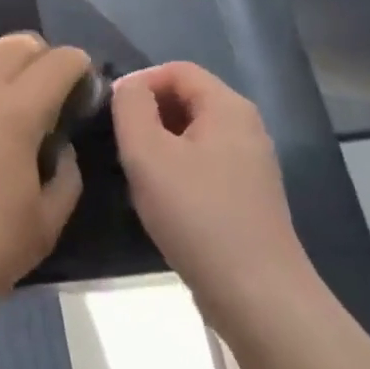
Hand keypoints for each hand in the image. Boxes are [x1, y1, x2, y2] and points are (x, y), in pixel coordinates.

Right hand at [112, 62, 311, 329]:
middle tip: (120, 142)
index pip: (177, 69)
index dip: (140, 82)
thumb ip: (131, 107)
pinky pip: (206, 164)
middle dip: (149, 113)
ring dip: (161, 144)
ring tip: (135, 172)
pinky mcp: (250, 198)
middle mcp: (246, 127)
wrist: (258, 298)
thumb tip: (128, 88)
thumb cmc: (197, 215)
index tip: (111, 111)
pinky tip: (162, 201)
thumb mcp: (147, 153)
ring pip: (194, 134)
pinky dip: (179, 170)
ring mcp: (252, 164)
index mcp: (228, 106)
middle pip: (188, 99)